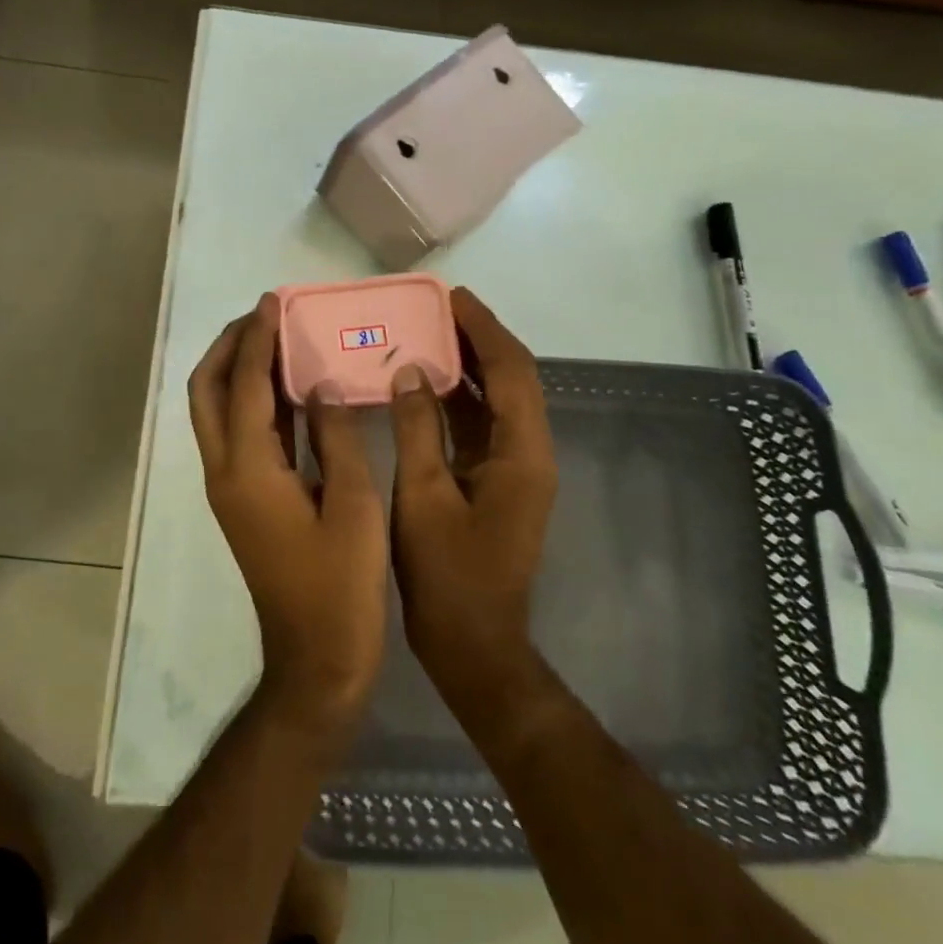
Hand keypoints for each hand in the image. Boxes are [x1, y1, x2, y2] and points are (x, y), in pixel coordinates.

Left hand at [188, 294, 387, 738]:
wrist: (315, 661)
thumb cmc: (341, 588)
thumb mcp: (353, 506)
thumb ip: (337, 437)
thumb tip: (321, 385)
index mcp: (249, 470)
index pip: (247, 385)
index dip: (260, 339)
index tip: (275, 301)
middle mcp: (225, 472)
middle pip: (208, 392)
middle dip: (230, 347)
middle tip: (265, 316)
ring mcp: (229, 488)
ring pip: (216, 412)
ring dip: (237, 370)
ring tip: (274, 338)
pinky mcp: (242, 501)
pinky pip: (237, 434)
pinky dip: (253, 402)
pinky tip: (289, 389)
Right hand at [388, 288, 558, 713]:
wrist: (475, 646)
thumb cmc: (448, 575)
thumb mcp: (423, 496)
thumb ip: (418, 428)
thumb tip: (412, 371)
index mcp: (523, 453)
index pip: (512, 371)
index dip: (484, 329)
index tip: (451, 297)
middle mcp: (530, 453)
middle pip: (513, 379)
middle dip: (479, 339)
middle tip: (436, 308)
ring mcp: (517, 469)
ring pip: (499, 400)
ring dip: (471, 365)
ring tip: (429, 332)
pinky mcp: (499, 482)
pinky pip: (483, 425)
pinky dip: (460, 398)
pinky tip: (427, 384)